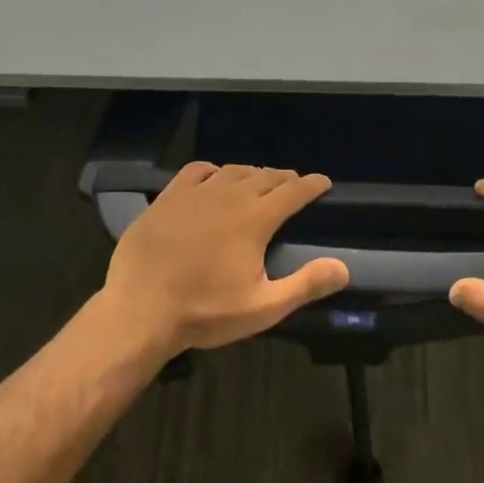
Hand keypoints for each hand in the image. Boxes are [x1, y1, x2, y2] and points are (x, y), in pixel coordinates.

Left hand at [98, 162, 350, 356]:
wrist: (140, 310)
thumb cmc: (205, 312)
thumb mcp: (263, 307)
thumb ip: (305, 285)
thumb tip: (343, 268)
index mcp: (255, 219)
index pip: (293, 191)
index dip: (312, 185)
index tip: (324, 182)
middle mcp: (228, 196)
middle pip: (265, 176)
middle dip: (285, 178)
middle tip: (295, 184)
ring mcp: (195, 194)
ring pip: (232, 171)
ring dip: (252, 173)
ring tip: (260, 180)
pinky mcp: (167, 198)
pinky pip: (196, 171)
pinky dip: (213, 171)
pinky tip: (214, 177)